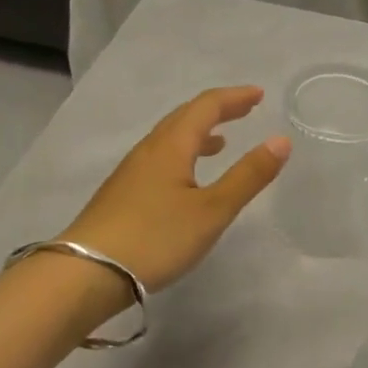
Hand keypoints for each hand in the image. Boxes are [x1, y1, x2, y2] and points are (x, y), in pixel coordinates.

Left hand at [62, 86, 289, 293]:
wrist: (86, 273)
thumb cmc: (156, 238)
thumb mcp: (212, 210)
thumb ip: (248, 176)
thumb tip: (281, 140)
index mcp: (171, 145)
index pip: (206, 106)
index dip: (234, 98)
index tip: (259, 95)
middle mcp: (149, 150)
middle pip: (184, 117)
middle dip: (217, 110)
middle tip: (245, 110)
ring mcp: (131, 172)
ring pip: (169, 139)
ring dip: (198, 133)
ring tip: (221, 142)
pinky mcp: (122, 194)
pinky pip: (160, 158)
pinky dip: (183, 154)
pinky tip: (186, 180)